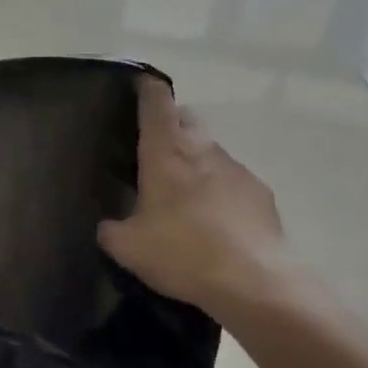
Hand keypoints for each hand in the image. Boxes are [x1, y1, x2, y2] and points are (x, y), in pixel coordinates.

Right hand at [98, 77, 294, 326]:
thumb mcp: (128, 248)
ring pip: (210, 149)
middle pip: (186, 117)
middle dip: (170, 124)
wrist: (255, 281)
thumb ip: (111, 230)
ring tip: (183, 194)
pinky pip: (232, 179)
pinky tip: (214, 221)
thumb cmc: (183, 253)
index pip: (156, 100)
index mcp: (165, 151)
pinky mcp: (260, 192)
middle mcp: (202, 148)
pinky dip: (219, 189)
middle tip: (153, 149)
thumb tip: (108, 226)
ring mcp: (236, 168)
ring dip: (195, 160)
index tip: (136, 87)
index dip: (146, 88)